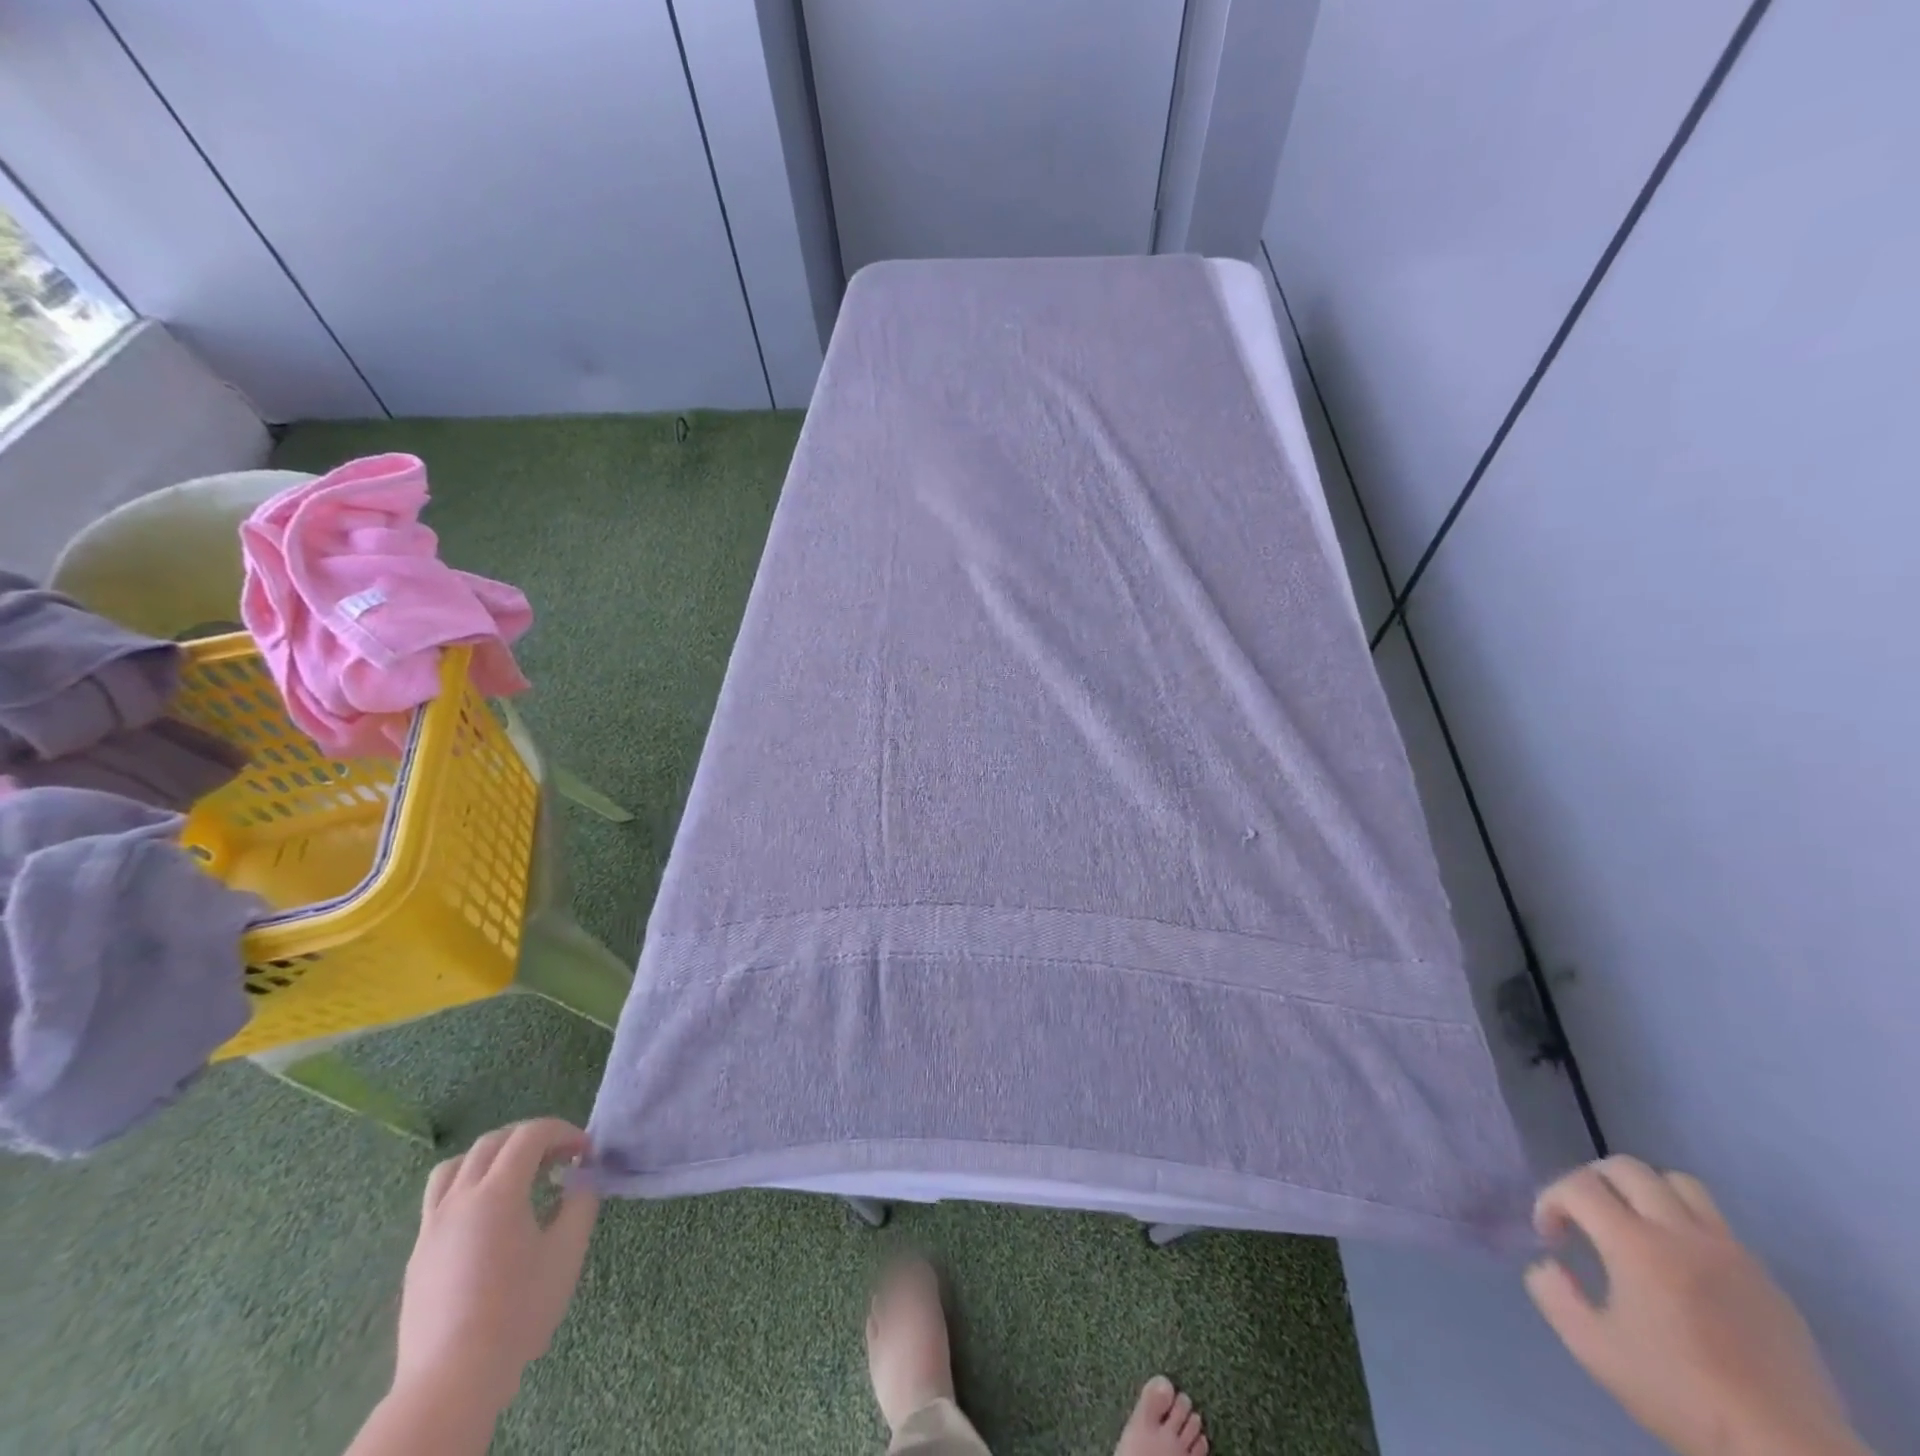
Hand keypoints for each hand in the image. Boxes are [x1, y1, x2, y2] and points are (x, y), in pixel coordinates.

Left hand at [394, 1118, 599, 1417]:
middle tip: (560, 1156)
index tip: (586, 1152)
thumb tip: (580, 1180)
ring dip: (492, 1156)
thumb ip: (580, 1203)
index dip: (564, 1132)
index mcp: (497, 1192)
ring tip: (517, 1175)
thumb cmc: (519, 1310)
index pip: (530, 1135)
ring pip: (456, 1166)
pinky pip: (441, 1198)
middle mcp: (459, 1199)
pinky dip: (470, 1185)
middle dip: (532, 1138)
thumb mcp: (567, 1251)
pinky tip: (489, 1216)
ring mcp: (432, 1227)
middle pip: (493, 1142)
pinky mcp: (419, 1254)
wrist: (452, 1380)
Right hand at [1526, 1156, 1864, 1455]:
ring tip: (1635, 1226)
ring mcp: (1730, 1252)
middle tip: (1584, 1218)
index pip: (1578, 1185)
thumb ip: (1554, 1295)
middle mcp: (1682, 1234)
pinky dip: (1685, 1223)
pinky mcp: (1764, 1277)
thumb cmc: (1681, 1394)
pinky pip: (1717, 1222)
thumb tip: (1549, 1265)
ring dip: (1644, 1192)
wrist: (1786, 1450)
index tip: (1552, 1237)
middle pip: (1626, 1168)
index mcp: (1636, 1246)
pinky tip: (1682, 1265)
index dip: (1551, 1200)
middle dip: (1592, 1182)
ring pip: (1678, 1183)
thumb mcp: (1594, 1350)